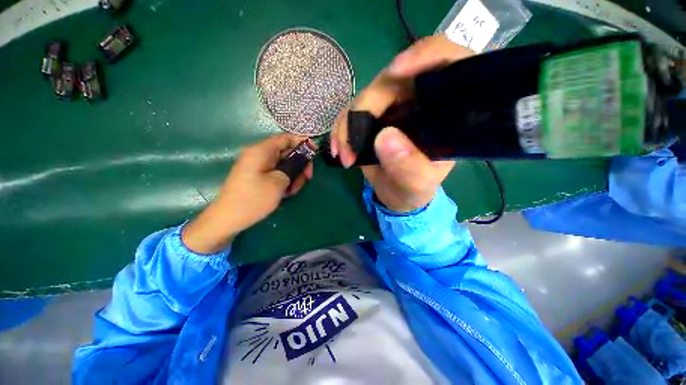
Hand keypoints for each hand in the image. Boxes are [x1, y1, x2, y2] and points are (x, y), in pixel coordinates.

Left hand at [183, 134, 313, 253]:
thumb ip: (293, 167)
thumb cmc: (253, 199)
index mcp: (261, 151)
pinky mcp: (258, 176)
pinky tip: (287, 192)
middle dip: (300, 164)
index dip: (302, 142)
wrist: (228, 219)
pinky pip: (277, 173)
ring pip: (284, 164)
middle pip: (287, 152)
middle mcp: (259, 155)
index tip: (315, 152)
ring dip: (294, 175)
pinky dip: (285, 180)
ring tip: (294, 190)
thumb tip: (302, 160)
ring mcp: (258, 166)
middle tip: (307, 178)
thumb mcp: (278, 182)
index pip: (286, 138)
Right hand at [330, 35, 473, 211]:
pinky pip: (349, 113)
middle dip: (365, 109)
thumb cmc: (414, 189)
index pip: (445, 62)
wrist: (395, 194)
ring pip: (363, 98)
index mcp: (442, 110)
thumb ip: (408, 166)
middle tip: (352, 147)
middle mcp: (417, 100)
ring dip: (347, 125)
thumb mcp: (417, 184)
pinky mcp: (370, 117)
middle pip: (390, 81)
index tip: (396, 71)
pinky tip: (338, 150)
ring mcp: (390, 107)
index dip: (424, 56)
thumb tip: (384, 137)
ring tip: (345, 156)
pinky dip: (340, 130)